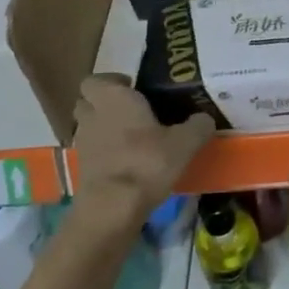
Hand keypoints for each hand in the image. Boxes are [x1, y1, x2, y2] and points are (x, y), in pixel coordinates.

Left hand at [69, 75, 214, 222]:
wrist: (113, 209)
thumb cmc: (147, 162)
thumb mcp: (185, 143)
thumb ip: (198, 126)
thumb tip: (206, 119)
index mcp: (114, 98)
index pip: (95, 80)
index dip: (111, 81)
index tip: (132, 87)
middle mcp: (93, 116)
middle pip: (86, 101)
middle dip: (104, 103)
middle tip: (131, 110)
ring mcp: (84, 144)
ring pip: (87, 126)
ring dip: (102, 127)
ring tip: (130, 137)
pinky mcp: (82, 170)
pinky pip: (91, 151)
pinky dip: (103, 152)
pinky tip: (126, 161)